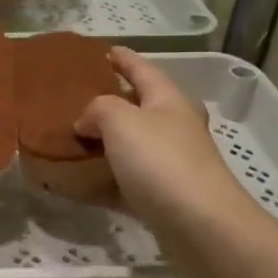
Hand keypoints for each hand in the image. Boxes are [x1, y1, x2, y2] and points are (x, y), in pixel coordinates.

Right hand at [75, 48, 263, 236]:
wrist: (202, 227)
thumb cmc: (161, 162)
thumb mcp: (121, 121)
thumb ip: (98, 109)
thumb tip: (87, 120)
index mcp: (169, 100)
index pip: (143, 69)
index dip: (123, 58)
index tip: (104, 50)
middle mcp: (175, 127)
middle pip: (141, 106)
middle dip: (114, 99)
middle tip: (79, 97)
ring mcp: (173, 164)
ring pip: (134, 144)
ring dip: (108, 140)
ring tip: (75, 137)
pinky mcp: (166, 198)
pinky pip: (128, 180)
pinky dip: (106, 178)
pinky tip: (83, 181)